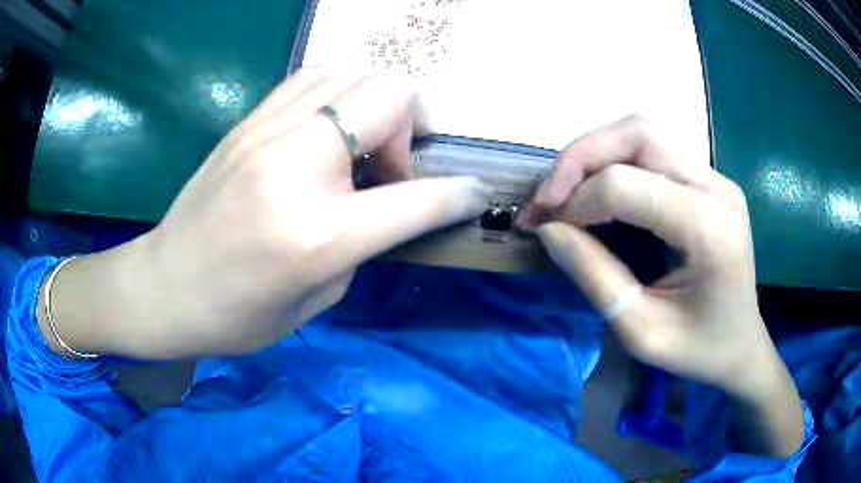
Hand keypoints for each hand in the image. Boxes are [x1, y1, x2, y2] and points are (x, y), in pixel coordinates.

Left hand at [43, 68, 488, 358]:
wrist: (165, 287)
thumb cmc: (237, 315)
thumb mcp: (317, 300)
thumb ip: (362, 244)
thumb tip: (384, 202)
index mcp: (318, 235)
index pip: (416, 198)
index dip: (458, 193)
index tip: (473, 192)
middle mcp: (296, 168)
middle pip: (389, 94)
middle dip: (413, 124)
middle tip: (394, 164)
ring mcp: (266, 134)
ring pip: (353, 70)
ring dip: (376, 101)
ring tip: (362, 141)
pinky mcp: (247, 122)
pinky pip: (313, 78)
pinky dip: (339, 92)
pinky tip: (329, 127)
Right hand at [518, 115, 802, 456]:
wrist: (742, 347)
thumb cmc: (699, 350)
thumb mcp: (642, 333)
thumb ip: (595, 277)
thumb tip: (549, 229)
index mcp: (710, 229)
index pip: (628, 185)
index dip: (577, 202)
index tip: (547, 230)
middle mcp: (717, 188)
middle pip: (638, 134)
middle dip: (580, 158)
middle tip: (548, 197)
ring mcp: (716, 178)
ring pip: (642, 132)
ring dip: (594, 154)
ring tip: (565, 191)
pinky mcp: (708, 181)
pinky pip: (652, 151)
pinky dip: (614, 161)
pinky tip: (597, 191)